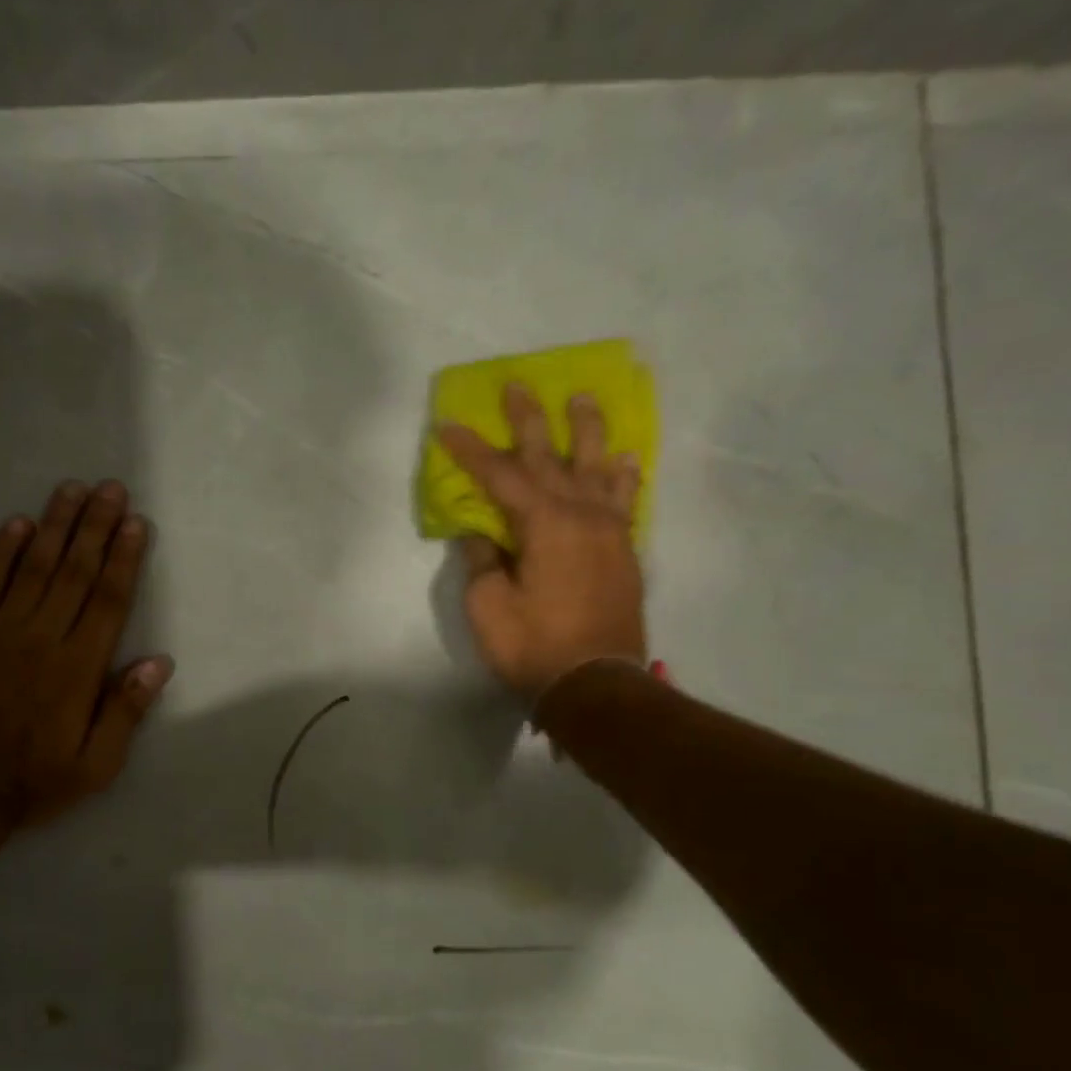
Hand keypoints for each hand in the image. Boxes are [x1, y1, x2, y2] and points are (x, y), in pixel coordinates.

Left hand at [0, 479, 173, 826]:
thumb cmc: (35, 782)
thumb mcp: (97, 764)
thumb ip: (126, 711)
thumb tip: (159, 661)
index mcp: (78, 669)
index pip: (107, 600)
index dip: (123, 558)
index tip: (135, 522)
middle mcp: (41, 638)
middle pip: (74, 571)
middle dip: (95, 526)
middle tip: (109, 487)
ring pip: (33, 568)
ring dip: (54, 525)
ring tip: (71, 490)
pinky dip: (0, 552)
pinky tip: (16, 524)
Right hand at [439, 384, 646, 696]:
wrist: (595, 684)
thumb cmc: (533, 646)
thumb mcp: (489, 606)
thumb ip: (482, 561)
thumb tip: (479, 533)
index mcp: (544, 524)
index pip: (500, 476)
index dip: (471, 450)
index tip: (447, 427)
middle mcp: (581, 515)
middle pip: (551, 457)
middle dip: (529, 420)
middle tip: (517, 386)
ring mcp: (609, 532)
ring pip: (597, 468)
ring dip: (588, 431)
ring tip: (583, 400)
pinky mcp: (624, 553)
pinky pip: (624, 501)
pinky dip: (622, 477)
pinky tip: (624, 461)